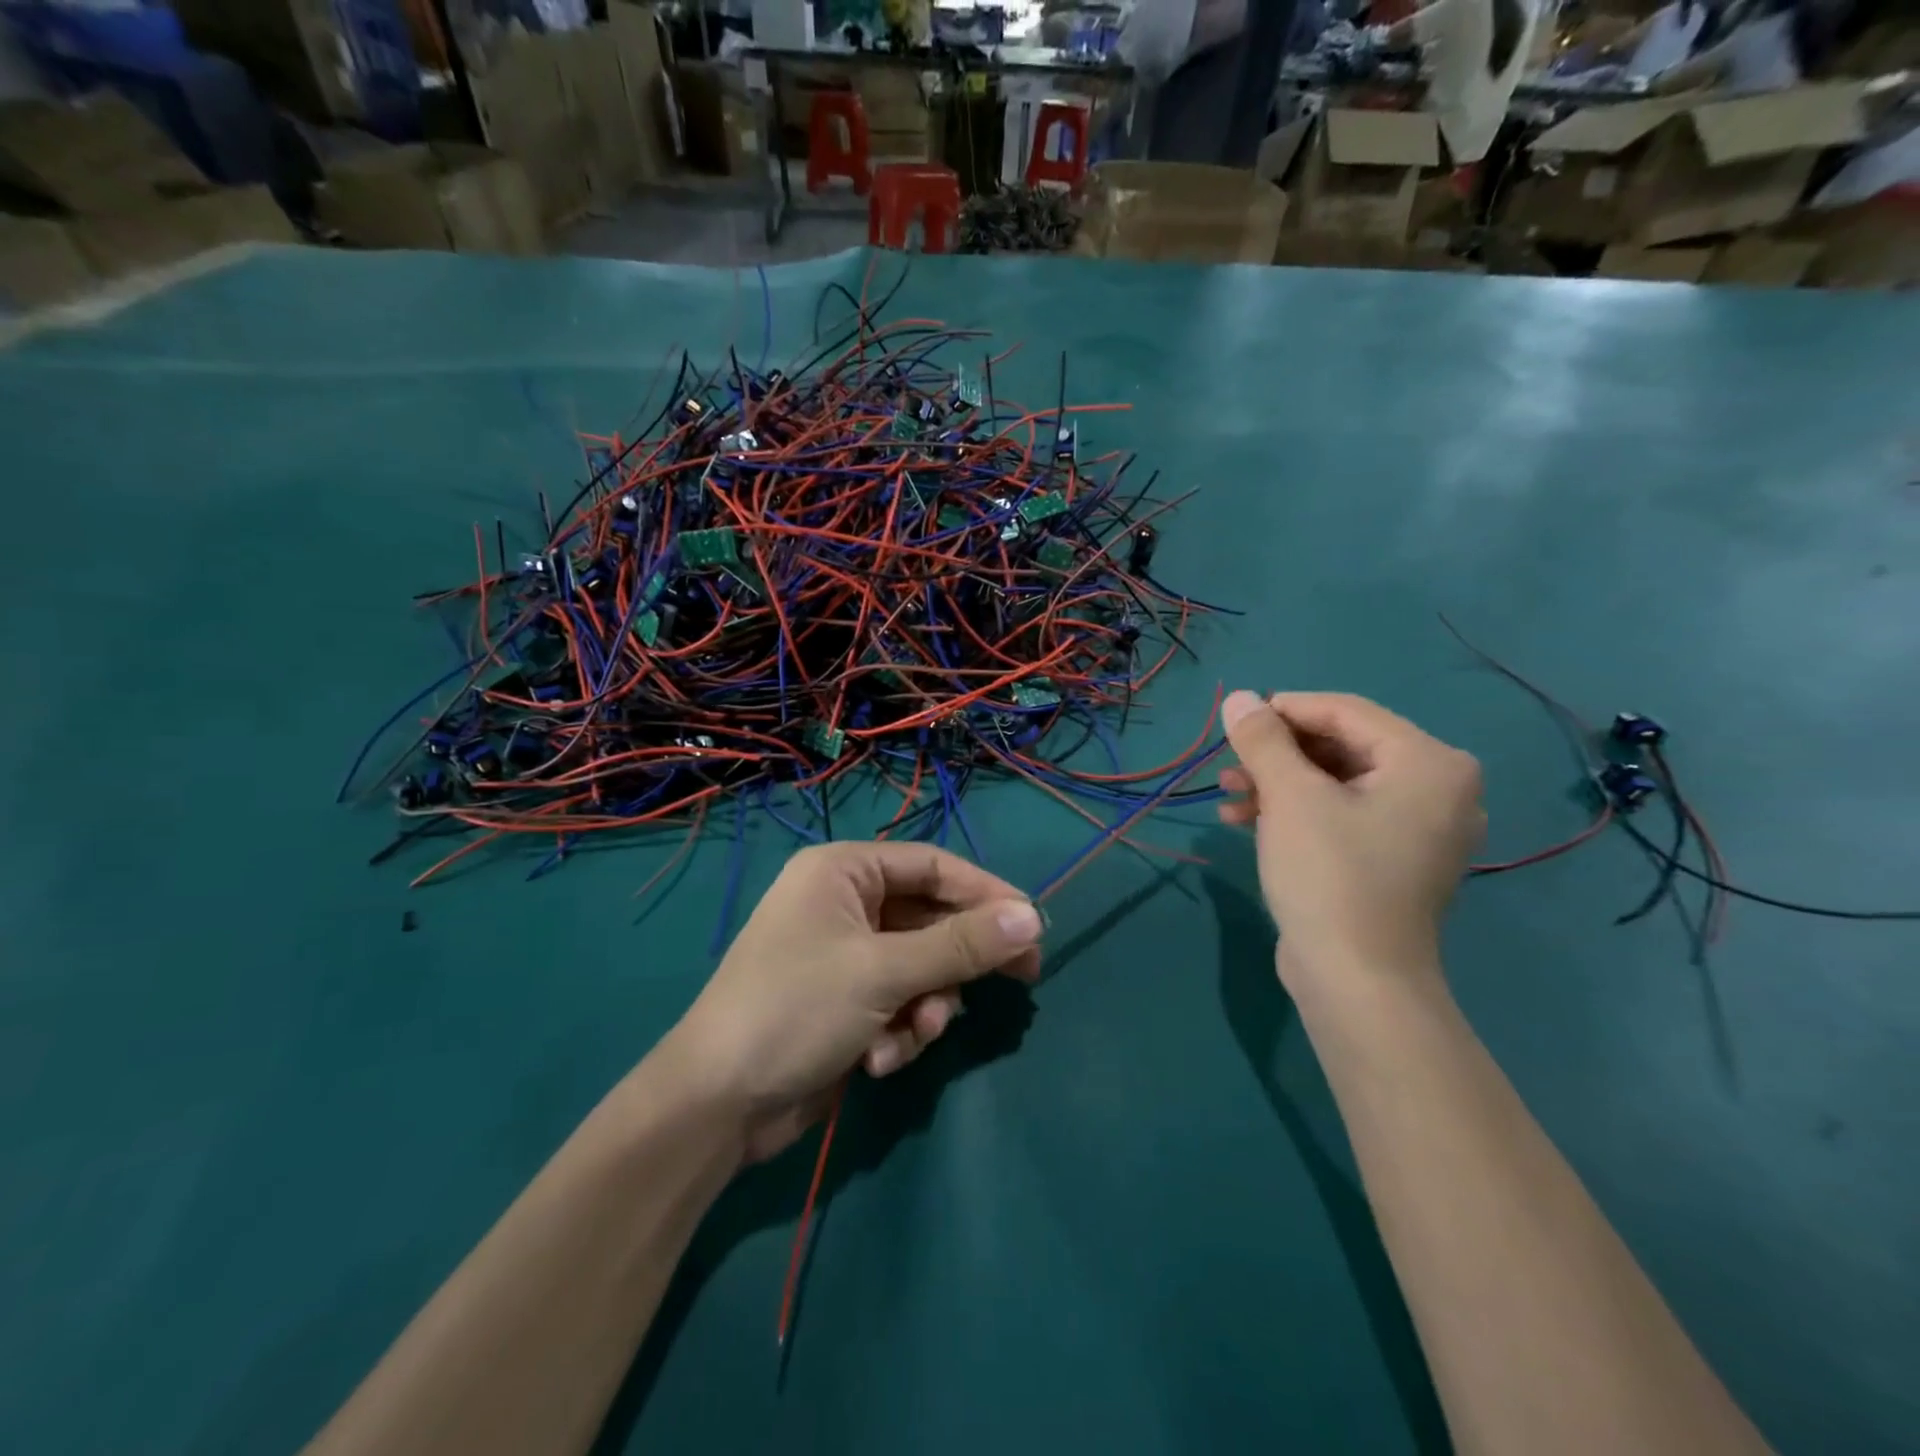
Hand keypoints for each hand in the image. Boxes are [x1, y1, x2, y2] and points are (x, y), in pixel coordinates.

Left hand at [666, 842, 1042, 1163]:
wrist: (717, 1105)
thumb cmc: (796, 1010)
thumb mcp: (884, 973)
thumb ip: (961, 945)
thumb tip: (1033, 918)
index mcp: (844, 871)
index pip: (934, 866)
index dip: (986, 894)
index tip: (1033, 925)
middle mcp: (846, 903)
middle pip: (931, 919)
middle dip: (959, 961)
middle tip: (1023, 978)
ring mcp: (845, 954)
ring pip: (921, 966)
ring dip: (927, 1005)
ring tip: (914, 1035)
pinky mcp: (846, 1000)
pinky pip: (899, 1000)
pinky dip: (900, 1029)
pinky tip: (879, 1060)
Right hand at [1217, 691, 1484, 989]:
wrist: (1356, 980)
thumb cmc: (1329, 875)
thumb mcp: (1290, 796)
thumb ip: (1263, 740)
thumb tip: (1239, 697)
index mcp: (1430, 763)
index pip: (1346, 712)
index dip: (1283, 710)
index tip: (1234, 721)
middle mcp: (1438, 788)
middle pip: (1341, 747)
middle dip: (1276, 755)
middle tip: (1227, 765)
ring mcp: (1418, 828)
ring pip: (1335, 782)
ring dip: (1278, 784)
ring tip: (1227, 796)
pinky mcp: (1393, 859)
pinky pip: (1342, 815)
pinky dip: (1296, 813)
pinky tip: (1246, 822)